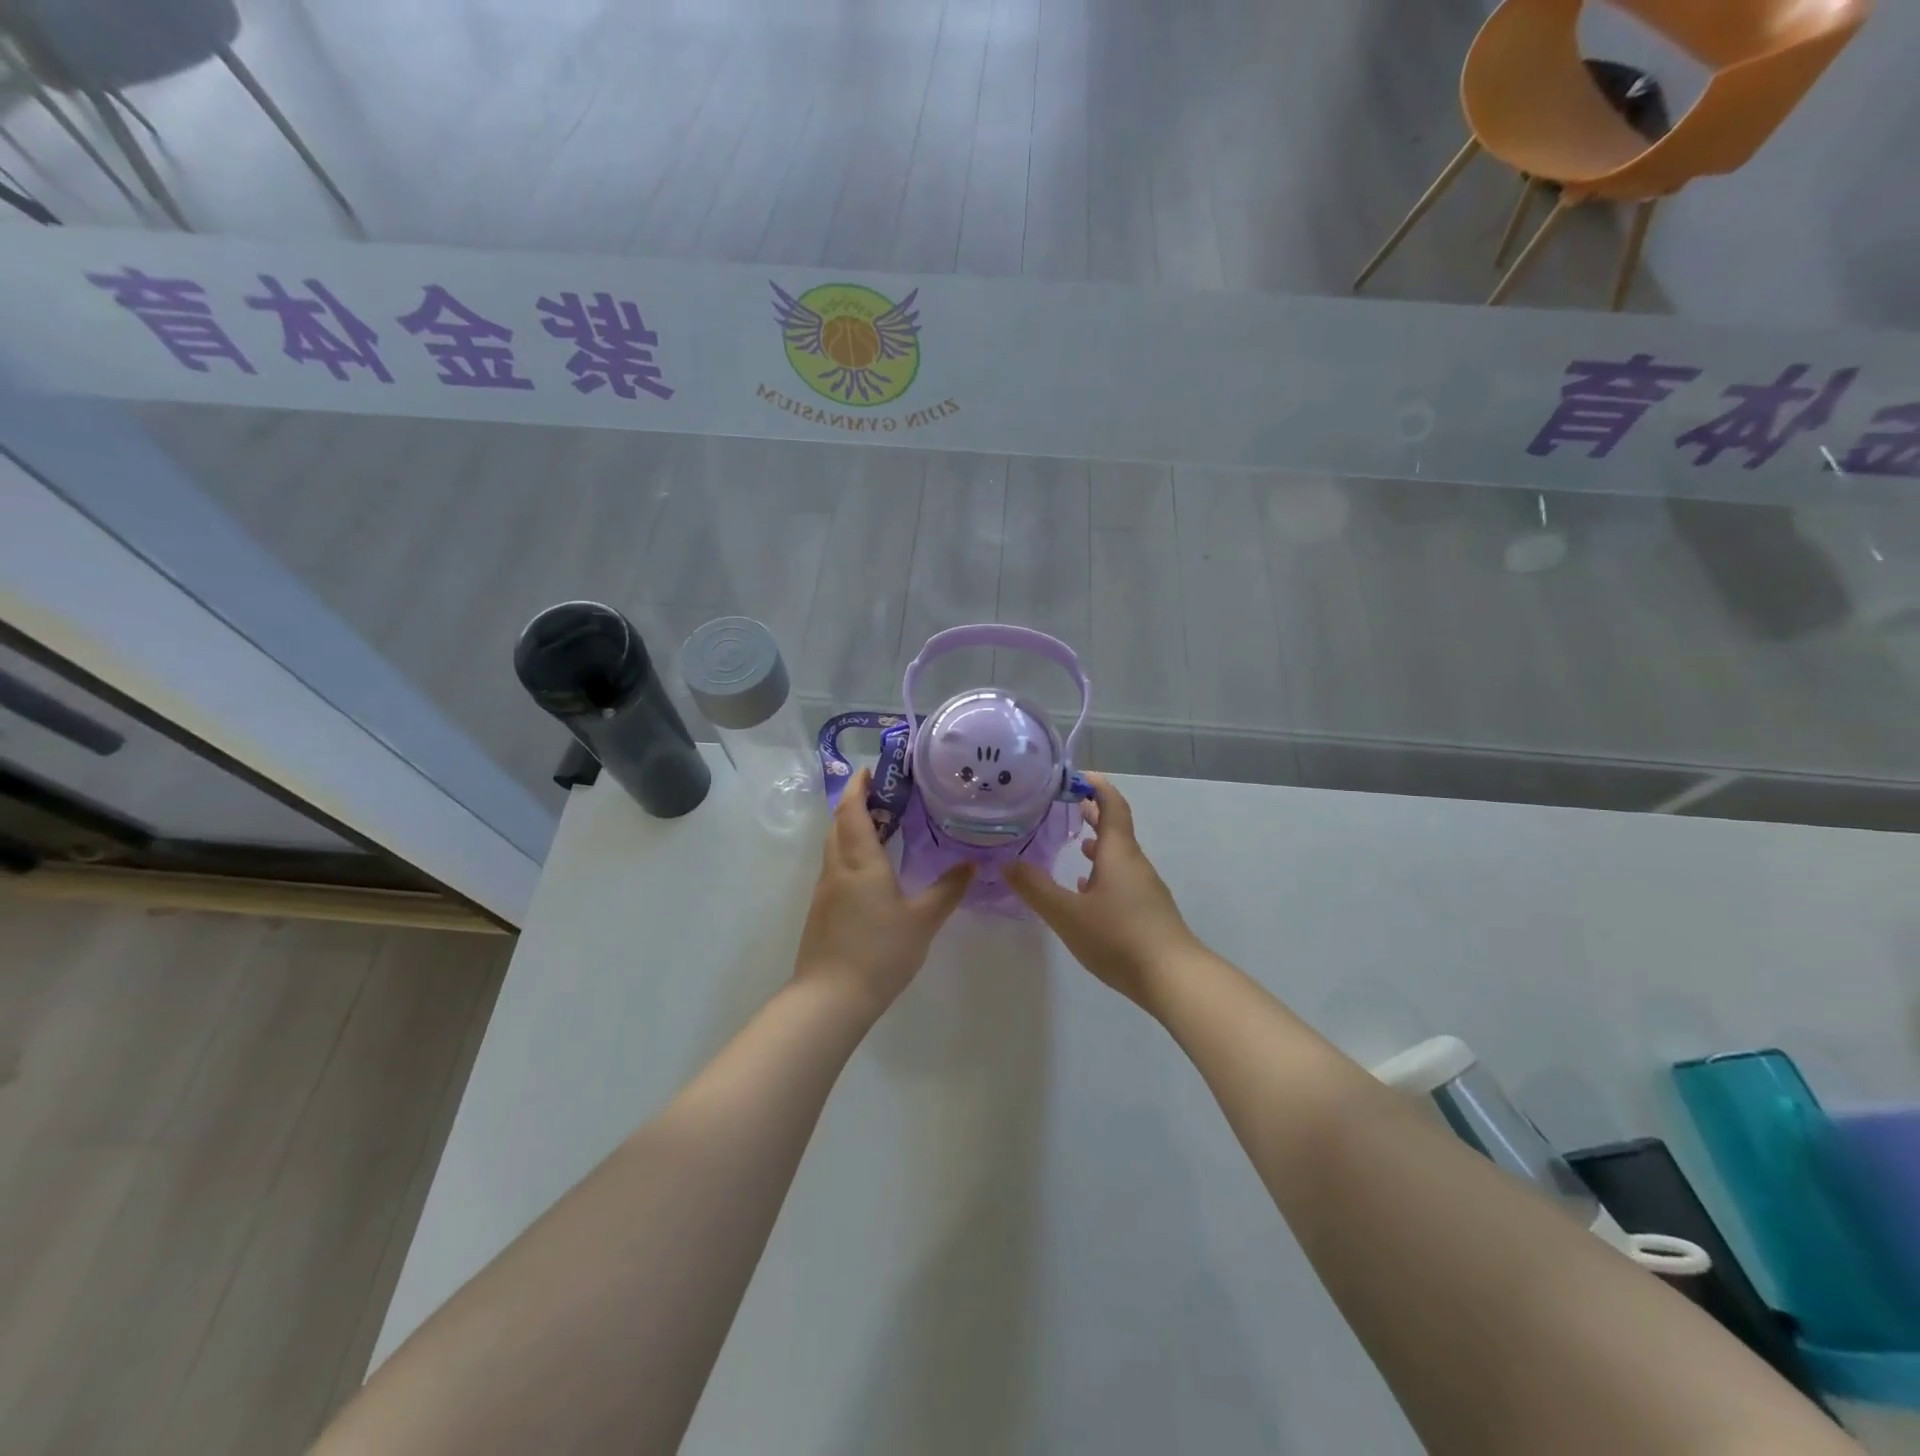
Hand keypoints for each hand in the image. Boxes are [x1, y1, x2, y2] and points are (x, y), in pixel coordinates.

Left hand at [794, 768, 972, 1013]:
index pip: (853, 810)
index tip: (871, 769)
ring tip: (882, 825)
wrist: (830, 998)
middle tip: (885, 794)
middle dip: (856, 803)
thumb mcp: (923, 920)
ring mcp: (825, 890)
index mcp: (861, 861)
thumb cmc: (880, 952)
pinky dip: (850, 852)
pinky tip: (872, 868)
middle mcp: (838, 868)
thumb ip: (948, 889)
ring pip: (834, 845)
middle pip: (839, 823)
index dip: (859, 786)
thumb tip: (974, 864)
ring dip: (851, 827)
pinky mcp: (822, 910)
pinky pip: (835, 866)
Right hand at [1006, 774, 1201, 1010]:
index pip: (1112, 805)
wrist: (1173, 978)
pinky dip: (1102, 871)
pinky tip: (1085, 888)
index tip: (1075, 776)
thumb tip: (1006, 862)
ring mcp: (1144, 887)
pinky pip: (1121, 878)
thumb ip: (1035, 888)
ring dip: (1096, 843)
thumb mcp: (1067, 913)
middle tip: (1064, 804)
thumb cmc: (1119, 936)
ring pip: (1117, 854)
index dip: (1096, 786)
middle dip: (1092, 812)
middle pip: (1115, 827)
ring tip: (1071, 842)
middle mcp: (1134, 863)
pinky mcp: (1147, 910)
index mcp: (1118, 853)